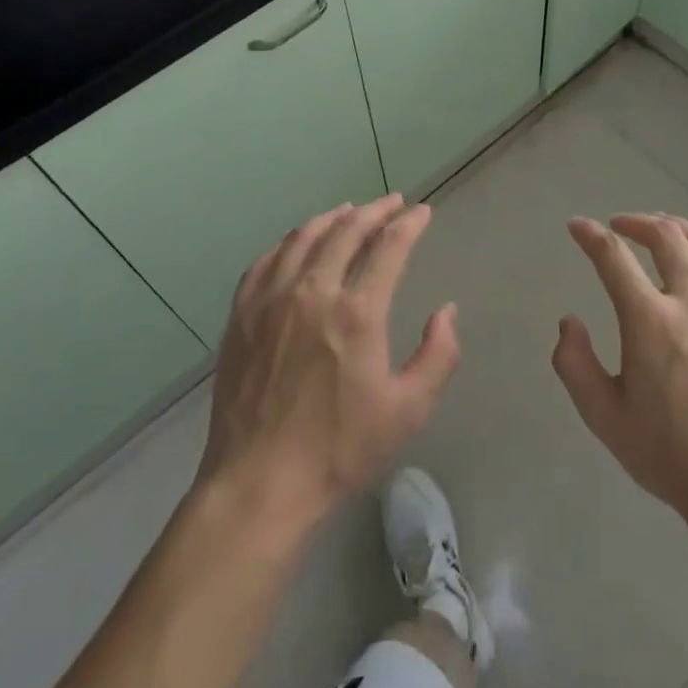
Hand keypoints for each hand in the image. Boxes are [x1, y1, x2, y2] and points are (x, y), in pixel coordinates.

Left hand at [198, 196, 459, 530]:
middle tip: (392, 203)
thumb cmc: (340, 450)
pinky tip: (297, 243)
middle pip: (346, 230)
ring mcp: (270, 300)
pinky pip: (266, 261)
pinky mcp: (242, 315)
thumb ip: (438, 355)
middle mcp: (312, 292)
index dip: (410, 224)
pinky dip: (288, 242)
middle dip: (375, 211)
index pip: (389, 247)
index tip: (423, 212)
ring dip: (332, 218)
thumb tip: (446, 311)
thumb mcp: (408, 411)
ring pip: (303, 238)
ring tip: (349, 211)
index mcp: (357, 313)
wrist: (260, 484)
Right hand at [553, 213, 687, 527]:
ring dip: (680, 230)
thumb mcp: (604, 417)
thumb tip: (569, 321)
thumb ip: (574, 364)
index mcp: (650, 320)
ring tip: (664, 232)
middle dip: (637, 222)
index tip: (577, 226)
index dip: (590, 235)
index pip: (613, 257)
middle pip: (666, 237)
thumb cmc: (670, 455)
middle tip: (620, 226)